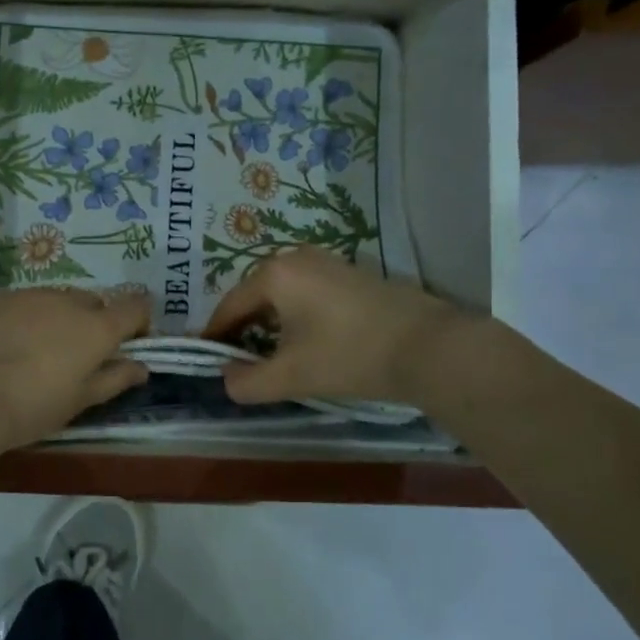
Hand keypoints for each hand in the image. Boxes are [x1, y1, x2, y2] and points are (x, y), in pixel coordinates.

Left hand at [0, 288, 151, 464]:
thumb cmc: (30, 407)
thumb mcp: (78, 401)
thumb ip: (114, 379)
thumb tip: (141, 367)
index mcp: (95, 327)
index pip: (135, 307)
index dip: (138, 322)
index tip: (129, 343)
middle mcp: (65, 301)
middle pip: (93, 302)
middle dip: (93, 322)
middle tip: (77, 356)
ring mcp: (27, 295)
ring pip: (55, 299)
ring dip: (57, 318)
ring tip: (36, 351)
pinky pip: (21, 303)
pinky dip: (23, 318)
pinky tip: (5, 345)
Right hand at [203, 247, 458, 405]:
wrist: (432, 348)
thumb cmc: (350, 356)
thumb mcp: (291, 376)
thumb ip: (247, 382)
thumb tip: (227, 378)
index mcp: (274, 274)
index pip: (229, 307)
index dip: (215, 336)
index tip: (207, 359)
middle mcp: (296, 257)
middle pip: (254, 297)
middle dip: (243, 330)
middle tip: (240, 362)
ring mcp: (327, 262)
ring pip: (282, 295)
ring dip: (271, 324)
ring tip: (273, 356)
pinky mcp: (351, 273)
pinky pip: (307, 293)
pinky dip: (297, 316)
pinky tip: (308, 342)